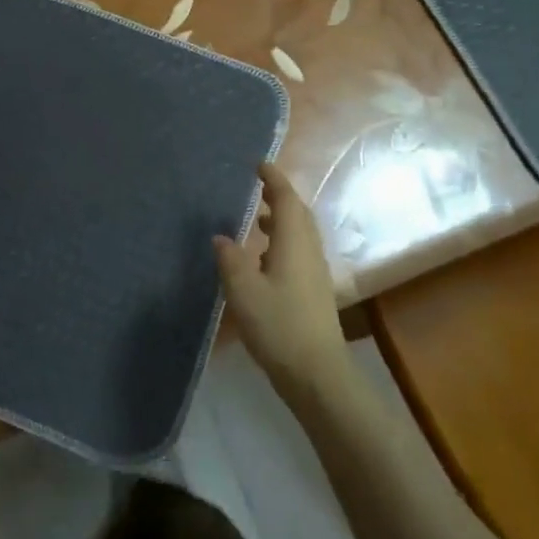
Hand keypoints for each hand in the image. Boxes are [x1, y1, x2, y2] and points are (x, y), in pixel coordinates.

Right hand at [214, 163, 350, 401]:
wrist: (317, 374)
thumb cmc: (278, 326)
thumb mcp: (243, 291)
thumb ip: (230, 259)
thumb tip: (221, 236)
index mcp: (293, 242)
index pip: (286, 199)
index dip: (273, 180)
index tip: (259, 165)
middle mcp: (309, 250)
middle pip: (298, 213)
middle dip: (280, 197)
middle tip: (258, 188)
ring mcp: (315, 271)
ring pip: (300, 234)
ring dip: (281, 220)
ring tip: (257, 221)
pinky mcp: (315, 291)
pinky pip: (299, 252)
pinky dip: (283, 242)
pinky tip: (265, 260)